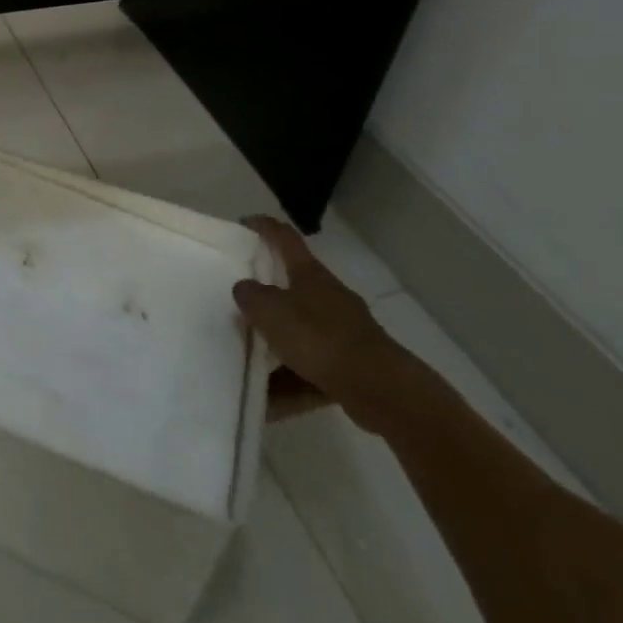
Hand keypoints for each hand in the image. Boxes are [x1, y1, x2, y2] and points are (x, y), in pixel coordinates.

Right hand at [233, 216, 405, 430]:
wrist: (382, 390)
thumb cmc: (320, 339)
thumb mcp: (271, 311)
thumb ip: (251, 296)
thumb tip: (245, 288)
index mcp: (310, 275)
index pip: (285, 238)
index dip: (264, 227)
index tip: (244, 223)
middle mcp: (329, 297)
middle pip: (293, 286)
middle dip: (267, 294)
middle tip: (240, 301)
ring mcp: (344, 332)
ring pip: (301, 332)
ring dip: (277, 344)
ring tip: (248, 359)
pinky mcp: (352, 366)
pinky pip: (312, 368)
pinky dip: (291, 381)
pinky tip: (270, 400)